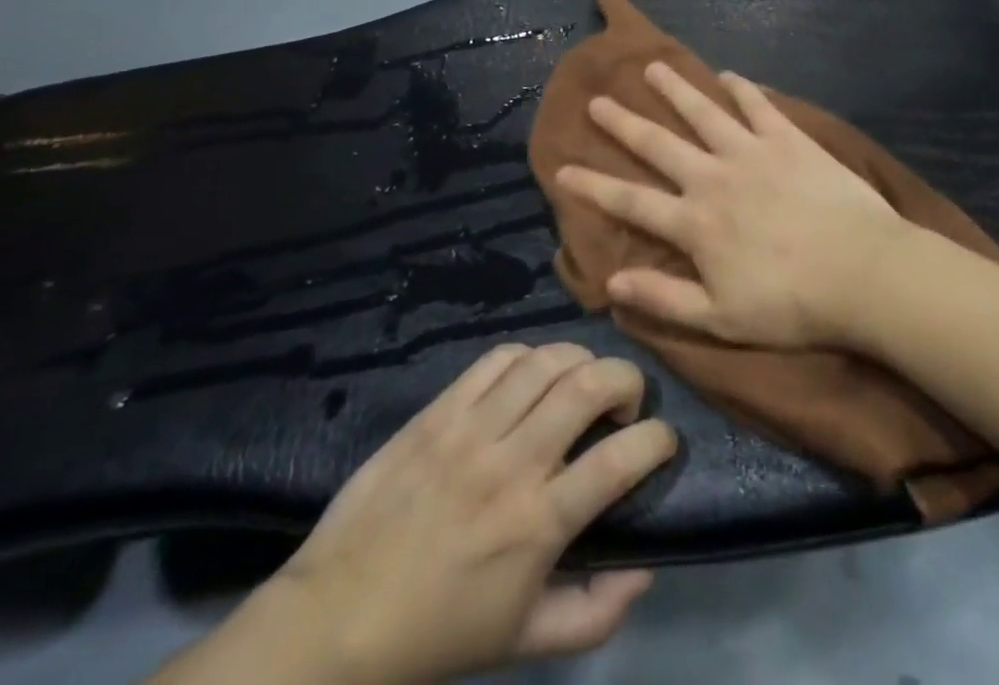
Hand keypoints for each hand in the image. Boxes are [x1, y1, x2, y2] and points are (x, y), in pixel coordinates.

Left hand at [168, 343, 675, 684]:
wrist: (335, 620)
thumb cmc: (436, 635)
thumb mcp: (524, 642)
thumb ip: (595, 612)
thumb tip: (646, 567)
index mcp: (537, 524)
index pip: (621, 459)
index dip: (658, 439)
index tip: (663, 441)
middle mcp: (512, 464)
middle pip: (590, 385)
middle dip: (628, 380)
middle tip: (626, 402)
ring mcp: (472, 429)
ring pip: (547, 360)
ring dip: (581, 362)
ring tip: (582, 384)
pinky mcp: (439, 410)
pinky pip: (498, 358)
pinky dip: (529, 357)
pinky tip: (531, 378)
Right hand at [554, 62, 907, 349]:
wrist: (862, 271)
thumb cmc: (792, 304)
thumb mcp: (720, 319)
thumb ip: (664, 297)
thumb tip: (611, 282)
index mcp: (695, 222)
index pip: (630, 201)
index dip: (592, 185)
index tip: (562, 168)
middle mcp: (714, 177)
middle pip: (659, 144)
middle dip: (624, 123)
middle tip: (598, 100)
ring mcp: (752, 151)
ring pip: (703, 112)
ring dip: (675, 89)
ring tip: (652, 68)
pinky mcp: (788, 139)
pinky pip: (759, 105)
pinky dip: (742, 88)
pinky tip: (729, 75)